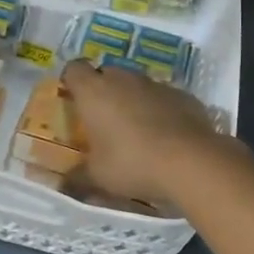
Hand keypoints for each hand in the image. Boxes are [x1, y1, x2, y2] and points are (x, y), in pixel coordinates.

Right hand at [60, 60, 231, 212]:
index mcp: (94, 91)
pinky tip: (165, 135)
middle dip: (102, 92)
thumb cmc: (132, 163)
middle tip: (103, 120)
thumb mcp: (98, 176)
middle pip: (106, 74)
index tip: (73, 100)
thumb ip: (77, 176)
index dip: (71, 81)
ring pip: (136, 84)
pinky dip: (159, 109)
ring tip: (136, 131)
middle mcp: (123, 79)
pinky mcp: (182, 94)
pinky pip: (162, 97)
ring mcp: (155, 84)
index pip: (74, 69)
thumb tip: (63, 184)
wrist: (191, 161)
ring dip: (132, 100)